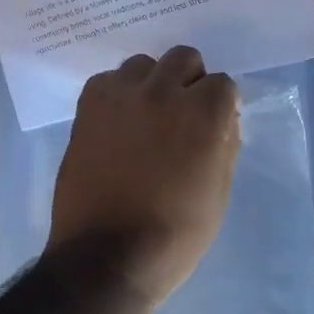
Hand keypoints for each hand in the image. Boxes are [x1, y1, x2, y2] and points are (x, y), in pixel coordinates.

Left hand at [47, 46, 240, 306]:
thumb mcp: (218, 194)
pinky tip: (116, 124)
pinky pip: (107, 81)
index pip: (222, 83)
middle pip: (183, 58)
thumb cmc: (174, 235)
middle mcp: (163, 92)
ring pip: (143, 64)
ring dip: (150, 83)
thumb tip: (223, 120)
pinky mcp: (88, 107)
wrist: (107, 255)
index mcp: (204, 114)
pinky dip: (116, 94)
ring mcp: (121, 96)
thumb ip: (225, 146)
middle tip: (180, 115)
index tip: (213, 126)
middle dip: (188, 81)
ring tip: (144, 117)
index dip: (219, 105)